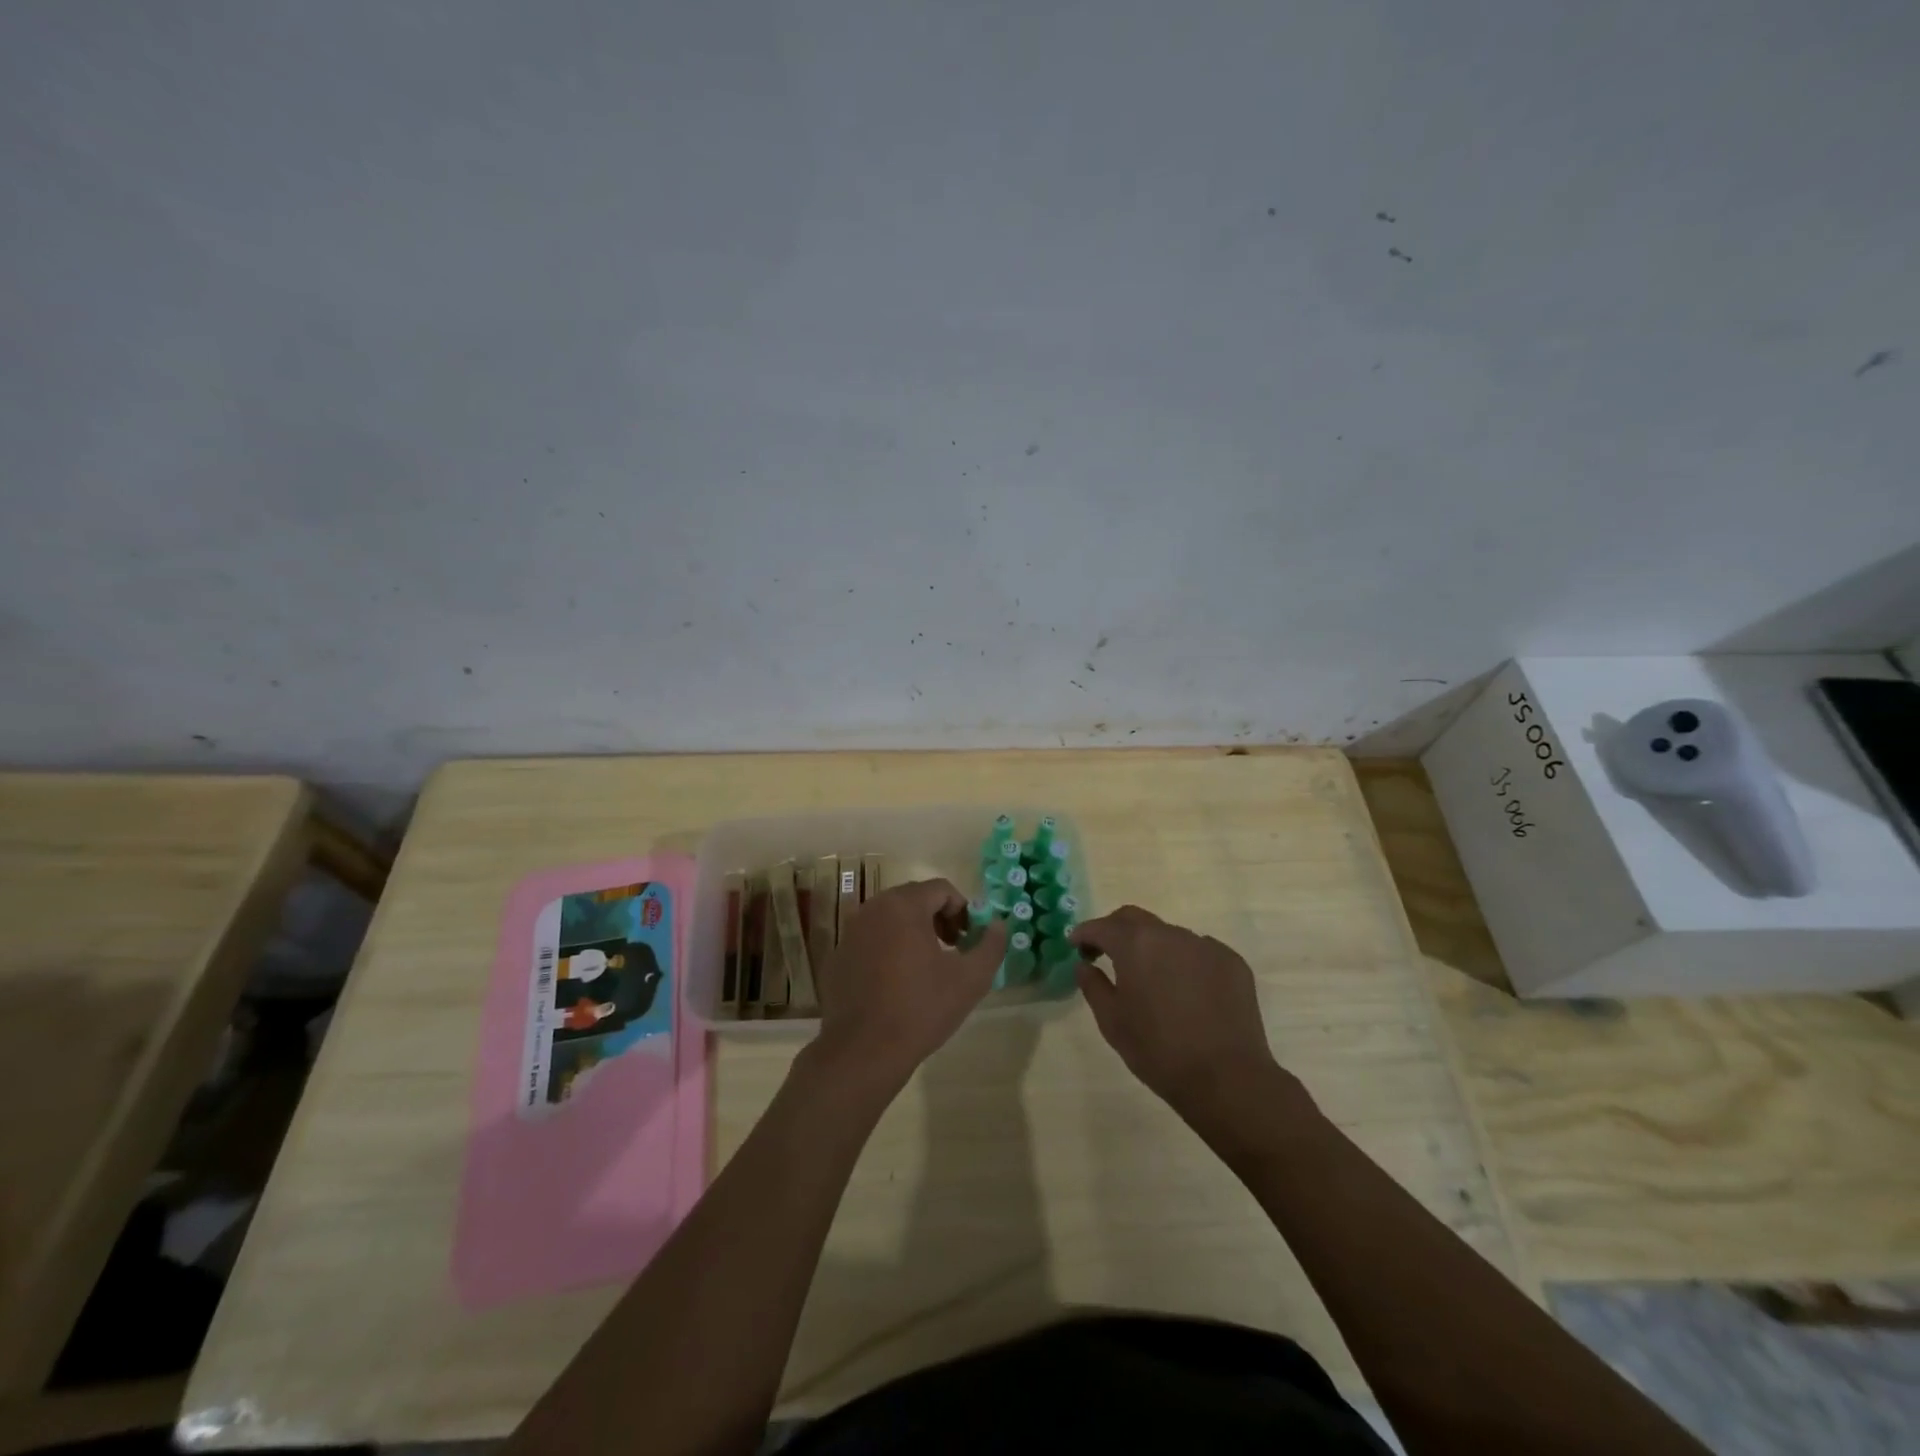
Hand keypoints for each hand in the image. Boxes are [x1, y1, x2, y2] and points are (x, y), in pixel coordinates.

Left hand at [813, 879, 1007, 1089]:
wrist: (863, 1051)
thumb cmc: (921, 1008)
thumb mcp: (971, 979)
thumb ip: (991, 945)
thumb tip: (999, 925)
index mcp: (903, 905)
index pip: (941, 889)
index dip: (962, 910)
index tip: (969, 940)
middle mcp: (872, 908)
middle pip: (914, 899)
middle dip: (938, 918)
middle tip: (952, 950)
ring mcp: (850, 932)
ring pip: (890, 918)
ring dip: (913, 932)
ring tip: (926, 968)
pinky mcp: (838, 956)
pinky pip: (870, 940)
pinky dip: (888, 949)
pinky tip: (896, 984)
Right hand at [1071, 906, 1298, 1132]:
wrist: (1226, 1078)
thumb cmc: (1158, 1050)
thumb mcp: (1112, 1022)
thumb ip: (1093, 986)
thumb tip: (1085, 965)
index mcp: (1136, 944)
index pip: (1102, 927)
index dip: (1085, 933)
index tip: (1076, 945)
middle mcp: (1170, 934)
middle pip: (1135, 919)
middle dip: (1116, 930)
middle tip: (1106, 953)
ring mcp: (1205, 945)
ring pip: (1169, 936)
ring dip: (1153, 948)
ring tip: (1151, 978)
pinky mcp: (1232, 962)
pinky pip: (1199, 952)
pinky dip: (1185, 962)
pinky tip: (1186, 991)